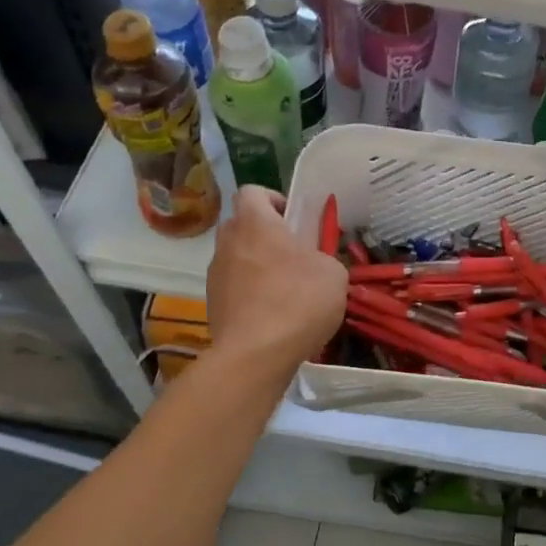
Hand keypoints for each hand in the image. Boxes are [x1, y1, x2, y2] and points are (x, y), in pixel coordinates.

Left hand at [206, 187, 347, 369]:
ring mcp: (215, 274)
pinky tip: (272, 314)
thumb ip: (323, 257)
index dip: (272, 199)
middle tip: (292, 253)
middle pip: (241, 223)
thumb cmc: (299, 301)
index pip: (252, 191)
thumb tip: (315, 262)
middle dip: (263, 233)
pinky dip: (249, 292)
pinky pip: (232, 286)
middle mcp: (229, 242)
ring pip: (235, 256)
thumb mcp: (333, 273)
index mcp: (256, 223)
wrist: (255, 355)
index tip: (293, 219)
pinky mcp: (212, 304)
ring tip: (284, 289)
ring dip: (255, 264)